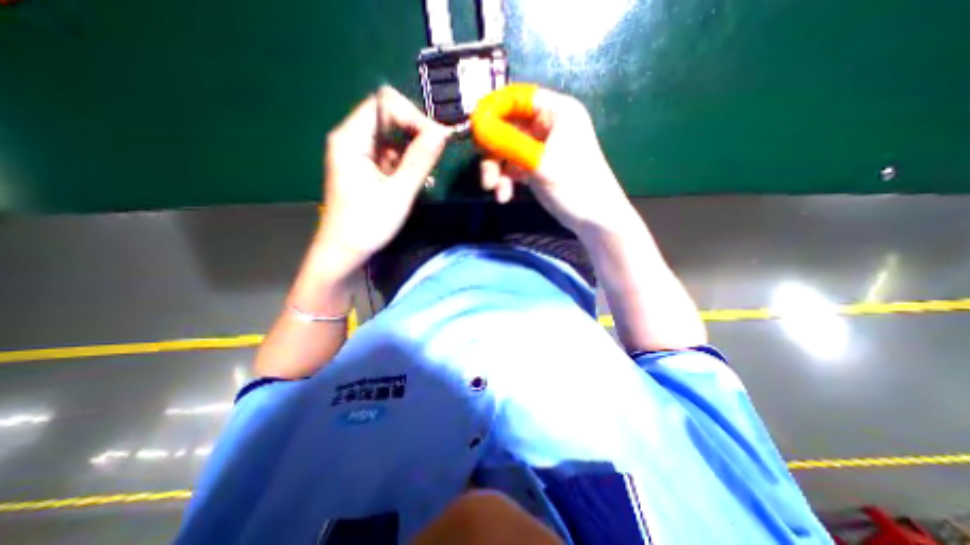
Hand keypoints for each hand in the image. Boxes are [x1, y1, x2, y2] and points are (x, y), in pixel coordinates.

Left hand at [321, 86, 452, 274]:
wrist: (344, 252)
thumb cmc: (367, 224)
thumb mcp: (398, 193)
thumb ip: (420, 160)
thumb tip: (442, 132)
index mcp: (352, 139)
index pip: (385, 103)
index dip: (413, 116)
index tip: (435, 140)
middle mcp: (353, 139)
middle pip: (390, 118)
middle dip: (416, 134)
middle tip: (434, 157)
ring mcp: (359, 154)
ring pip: (394, 138)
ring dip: (414, 152)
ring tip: (425, 175)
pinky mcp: (366, 168)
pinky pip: (391, 155)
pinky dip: (407, 165)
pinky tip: (415, 182)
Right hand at [473, 83, 637, 234]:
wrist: (593, 218)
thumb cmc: (576, 185)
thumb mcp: (541, 163)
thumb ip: (509, 143)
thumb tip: (478, 126)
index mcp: (557, 112)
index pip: (518, 98)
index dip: (494, 110)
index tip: (475, 129)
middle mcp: (547, 125)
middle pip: (507, 127)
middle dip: (493, 151)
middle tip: (486, 173)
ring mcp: (539, 147)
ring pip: (506, 149)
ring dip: (497, 169)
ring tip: (495, 189)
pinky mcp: (535, 166)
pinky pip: (512, 167)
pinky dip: (505, 180)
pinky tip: (504, 196)